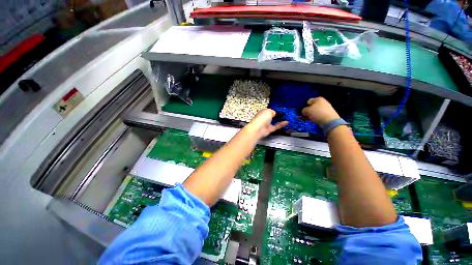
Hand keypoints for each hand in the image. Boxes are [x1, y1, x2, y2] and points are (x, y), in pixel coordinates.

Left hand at [245, 109, 287, 137]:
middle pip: (272, 116)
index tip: (280, 109)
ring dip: (280, 120)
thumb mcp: (269, 111)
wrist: (257, 129)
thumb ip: (273, 111)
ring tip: (287, 117)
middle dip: (277, 115)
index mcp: (262, 112)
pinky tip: (287, 122)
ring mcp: (267, 124)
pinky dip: (281, 124)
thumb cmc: (261, 118)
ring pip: (274, 121)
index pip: (269, 110)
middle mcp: (264, 118)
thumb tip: (275, 113)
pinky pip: (277, 126)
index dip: (274, 109)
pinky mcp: (269, 129)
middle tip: (285, 113)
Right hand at [302, 97, 339, 125]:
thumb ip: (304, 110)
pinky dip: (315, 118)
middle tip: (304, 115)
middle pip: (313, 106)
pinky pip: (319, 116)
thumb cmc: (317, 113)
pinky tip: (312, 121)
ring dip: (311, 115)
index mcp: (318, 99)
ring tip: (307, 119)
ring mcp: (326, 109)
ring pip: (315, 111)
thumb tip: (304, 111)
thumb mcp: (307, 111)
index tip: (303, 110)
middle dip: (308, 111)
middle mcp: (323, 102)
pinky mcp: (327, 115)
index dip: (305, 105)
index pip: (309, 101)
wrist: (330, 121)